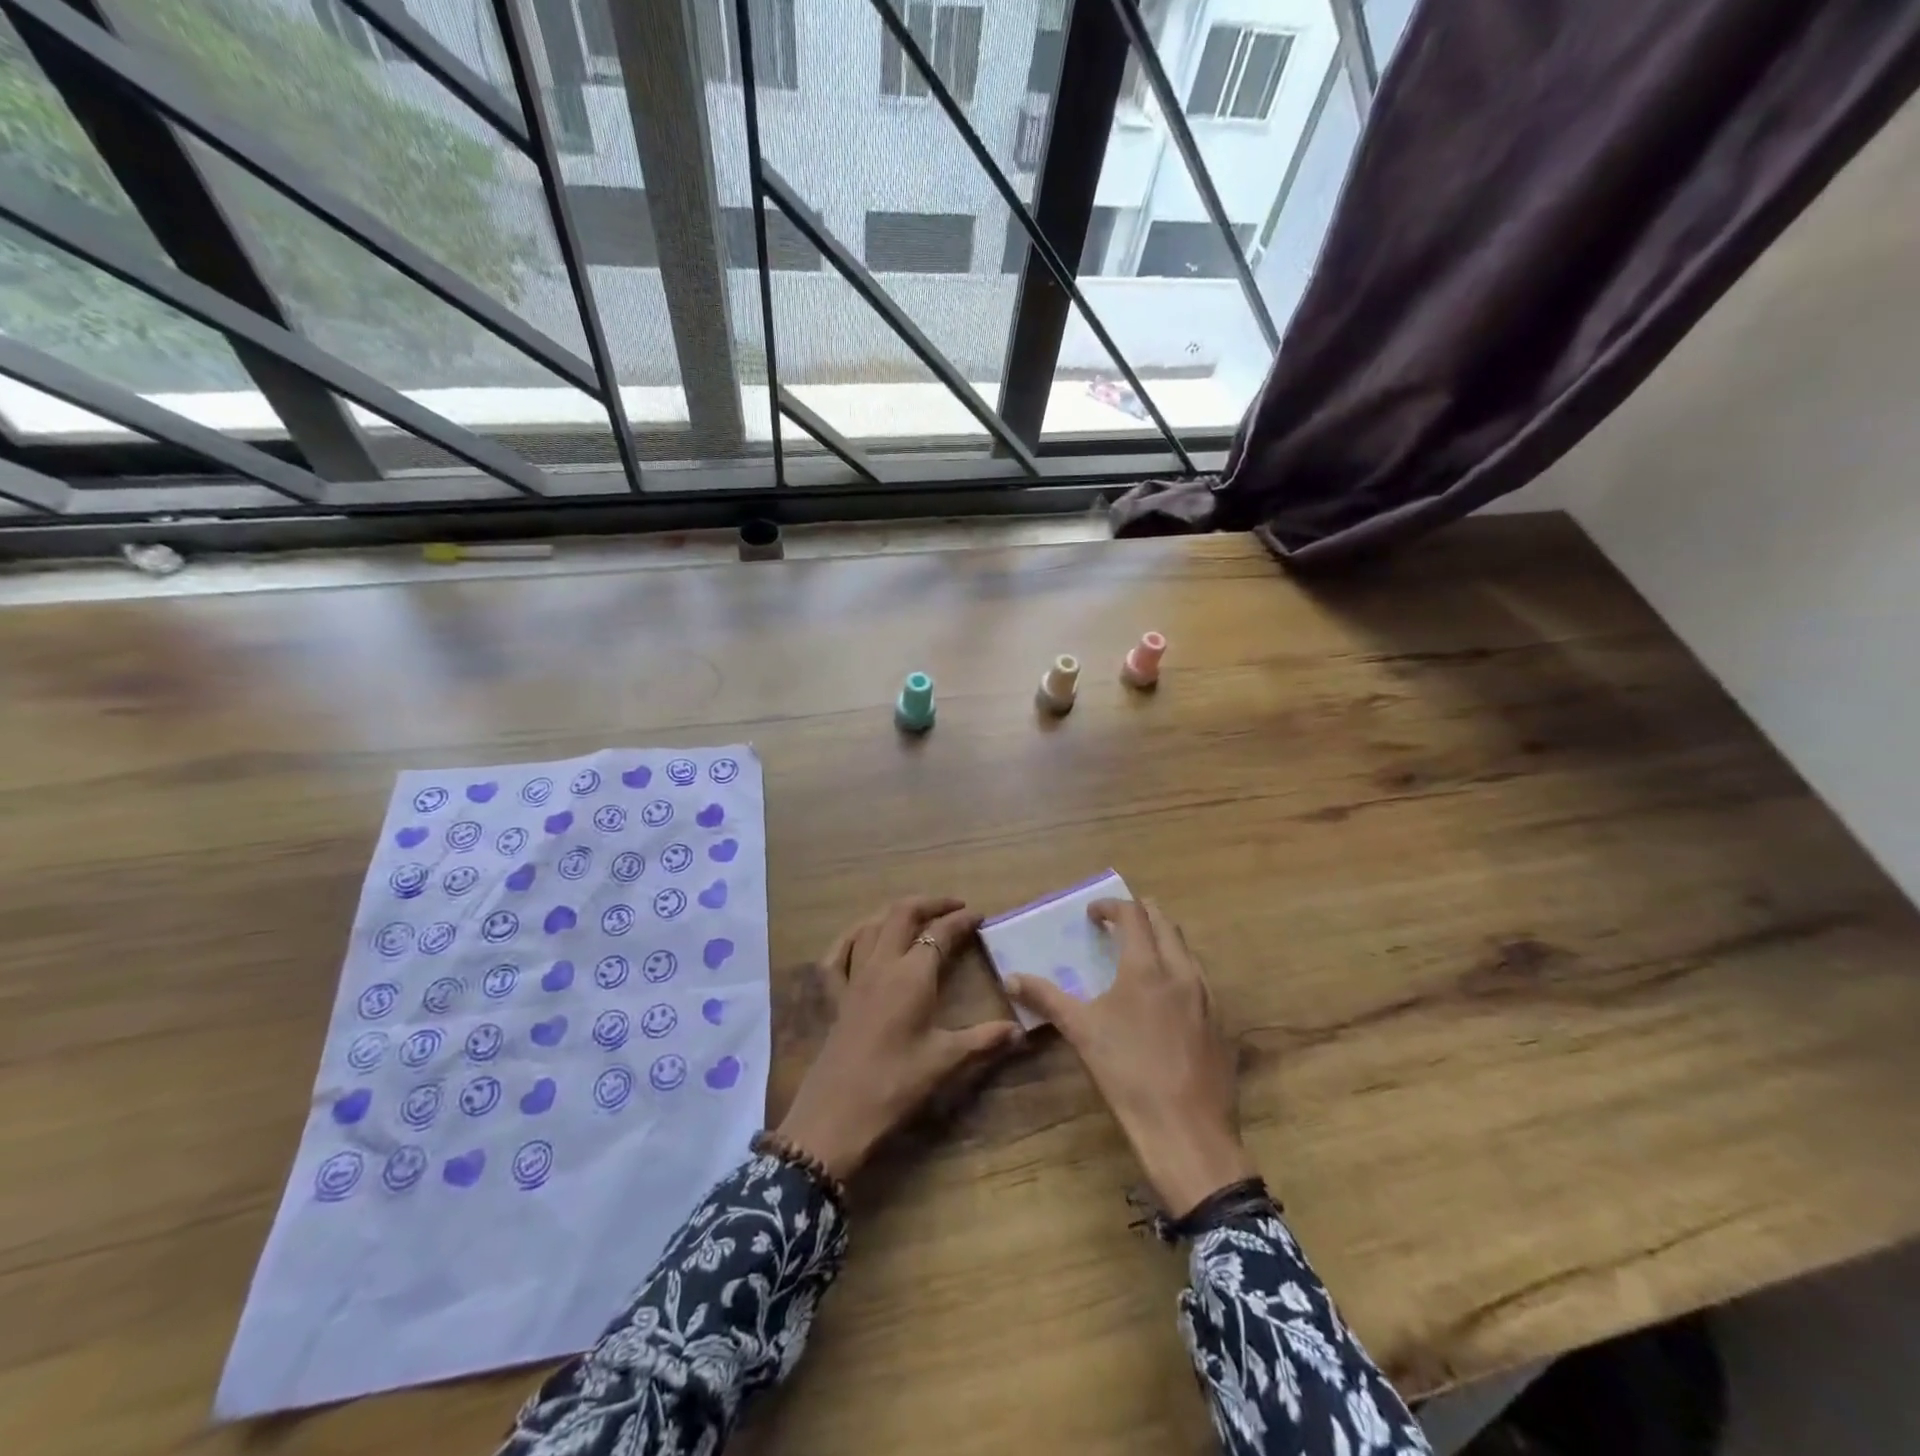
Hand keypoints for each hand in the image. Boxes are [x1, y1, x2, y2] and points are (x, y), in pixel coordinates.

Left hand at [777, 897, 1023, 1181]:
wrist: (836, 1114)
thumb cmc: (895, 1084)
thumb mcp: (945, 1061)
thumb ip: (984, 1040)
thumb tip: (1020, 1031)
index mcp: (912, 974)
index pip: (940, 932)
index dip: (961, 920)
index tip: (980, 916)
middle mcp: (882, 964)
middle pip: (902, 914)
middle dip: (930, 904)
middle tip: (953, 907)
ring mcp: (853, 977)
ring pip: (871, 926)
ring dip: (895, 914)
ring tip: (917, 917)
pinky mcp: (834, 996)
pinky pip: (838, 954)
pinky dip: (852, 937)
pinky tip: (862, 938)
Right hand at [1009, 899, 1253, 1216]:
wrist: (1187, 1131)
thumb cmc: (1128, 1074)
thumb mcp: (1081, 1032)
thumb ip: (1047, 998)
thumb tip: (1011, 978)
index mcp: (1147, 967)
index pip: (1133, 915)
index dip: (1111, 906)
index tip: (1092, 914)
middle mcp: (1181, 972)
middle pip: (1165, 923)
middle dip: (1140, 914)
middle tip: (1117, 924)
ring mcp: (1207, 997)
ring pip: (1186, 949)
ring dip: (1162, 940)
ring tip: (1139, 955)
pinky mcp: (1219, 1023)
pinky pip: (1199, 979)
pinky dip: (1178, 969)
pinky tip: (1164, 996)